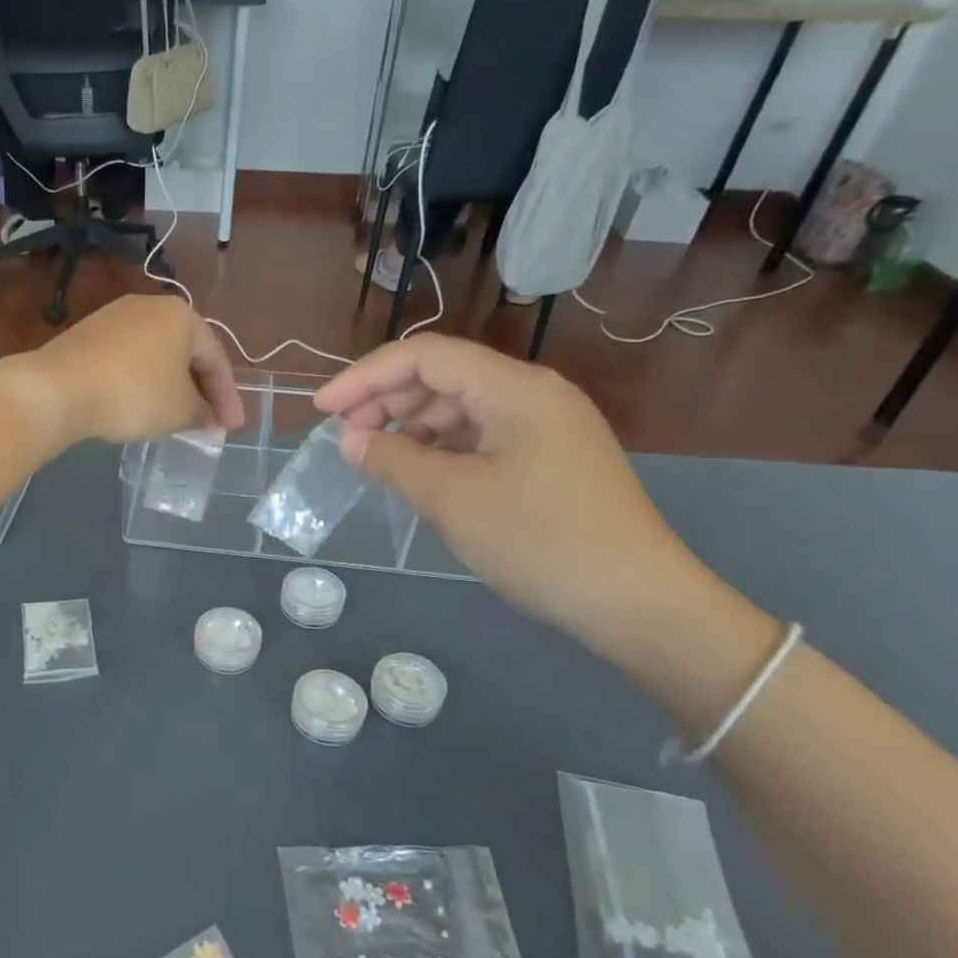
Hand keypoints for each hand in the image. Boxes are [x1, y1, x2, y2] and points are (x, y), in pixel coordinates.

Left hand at [0, 297, 244, 449]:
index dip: (227, 397)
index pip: (215, 358)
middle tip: (207, 422)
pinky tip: (138, 406)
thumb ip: (203, 413)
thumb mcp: (180, 410)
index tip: (231, 428)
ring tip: (175, 418)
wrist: (57, 388)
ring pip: (155, 357)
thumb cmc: (133, 394)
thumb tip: (208, 418)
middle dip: (199, 390)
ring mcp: (113, 317)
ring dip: (169, 388)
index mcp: (181, 315)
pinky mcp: (87, 335)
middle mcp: (149, 306)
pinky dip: (140, 383)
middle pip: (185, 353)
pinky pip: (127, 361)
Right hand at [314, 337, 709, 649]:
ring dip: (411, 425)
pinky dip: (441, 447)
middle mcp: (533, 394)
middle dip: (385, 400)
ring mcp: (546, 426)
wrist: (636, 600)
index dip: (364, 377)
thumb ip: (393, 460)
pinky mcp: (549, 458)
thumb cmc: (539, 540)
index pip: (424, 356)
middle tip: (344, 440)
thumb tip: (351, 441)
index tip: (322, 410)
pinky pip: (481, 436)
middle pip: (443, 376)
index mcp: (514, 388)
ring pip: (461, 407)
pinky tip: (418, 472)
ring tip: (375, 458)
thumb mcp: (453, 499)